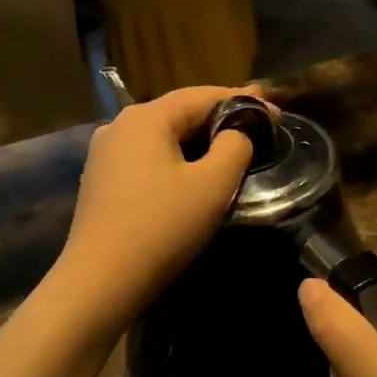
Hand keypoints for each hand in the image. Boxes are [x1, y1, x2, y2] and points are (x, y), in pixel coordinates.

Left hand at [54, 86, 255, 328]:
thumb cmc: (161, 227)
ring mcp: (104, 154)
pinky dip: (175, 159)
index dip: (243, 101)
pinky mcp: (100, 181)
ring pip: (162, 136)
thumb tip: (236, 134)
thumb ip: (235, 147)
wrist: (100, 281)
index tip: (276, 113)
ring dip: (197, 141)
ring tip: (230, 150)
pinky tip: (191, 175)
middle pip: (179, 113)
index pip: (202, 95)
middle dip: (220, 119)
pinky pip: (147, 158)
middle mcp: (119, 126)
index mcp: (145, 117)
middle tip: (258, 128)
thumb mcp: (212, 185)